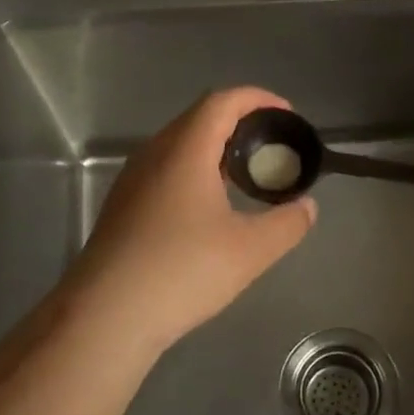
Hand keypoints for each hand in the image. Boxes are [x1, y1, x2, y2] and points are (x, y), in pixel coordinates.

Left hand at [58, 87, 316, 355]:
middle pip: (199, 118)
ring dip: (215, 148)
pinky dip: (194, 170)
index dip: (258, 99)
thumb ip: (288, 224)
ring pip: (179, 145)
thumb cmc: (182, 272)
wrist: (106, 315)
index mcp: (185, 150)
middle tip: (271, 146)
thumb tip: (307, 207)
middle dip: (240, 122)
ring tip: (245, 174)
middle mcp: (154, 154)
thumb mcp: (250, 251)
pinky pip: (165, 169)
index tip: (286, 114)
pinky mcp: (122, 206)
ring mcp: (133, 180)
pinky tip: (208, 207)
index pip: (223, 101)